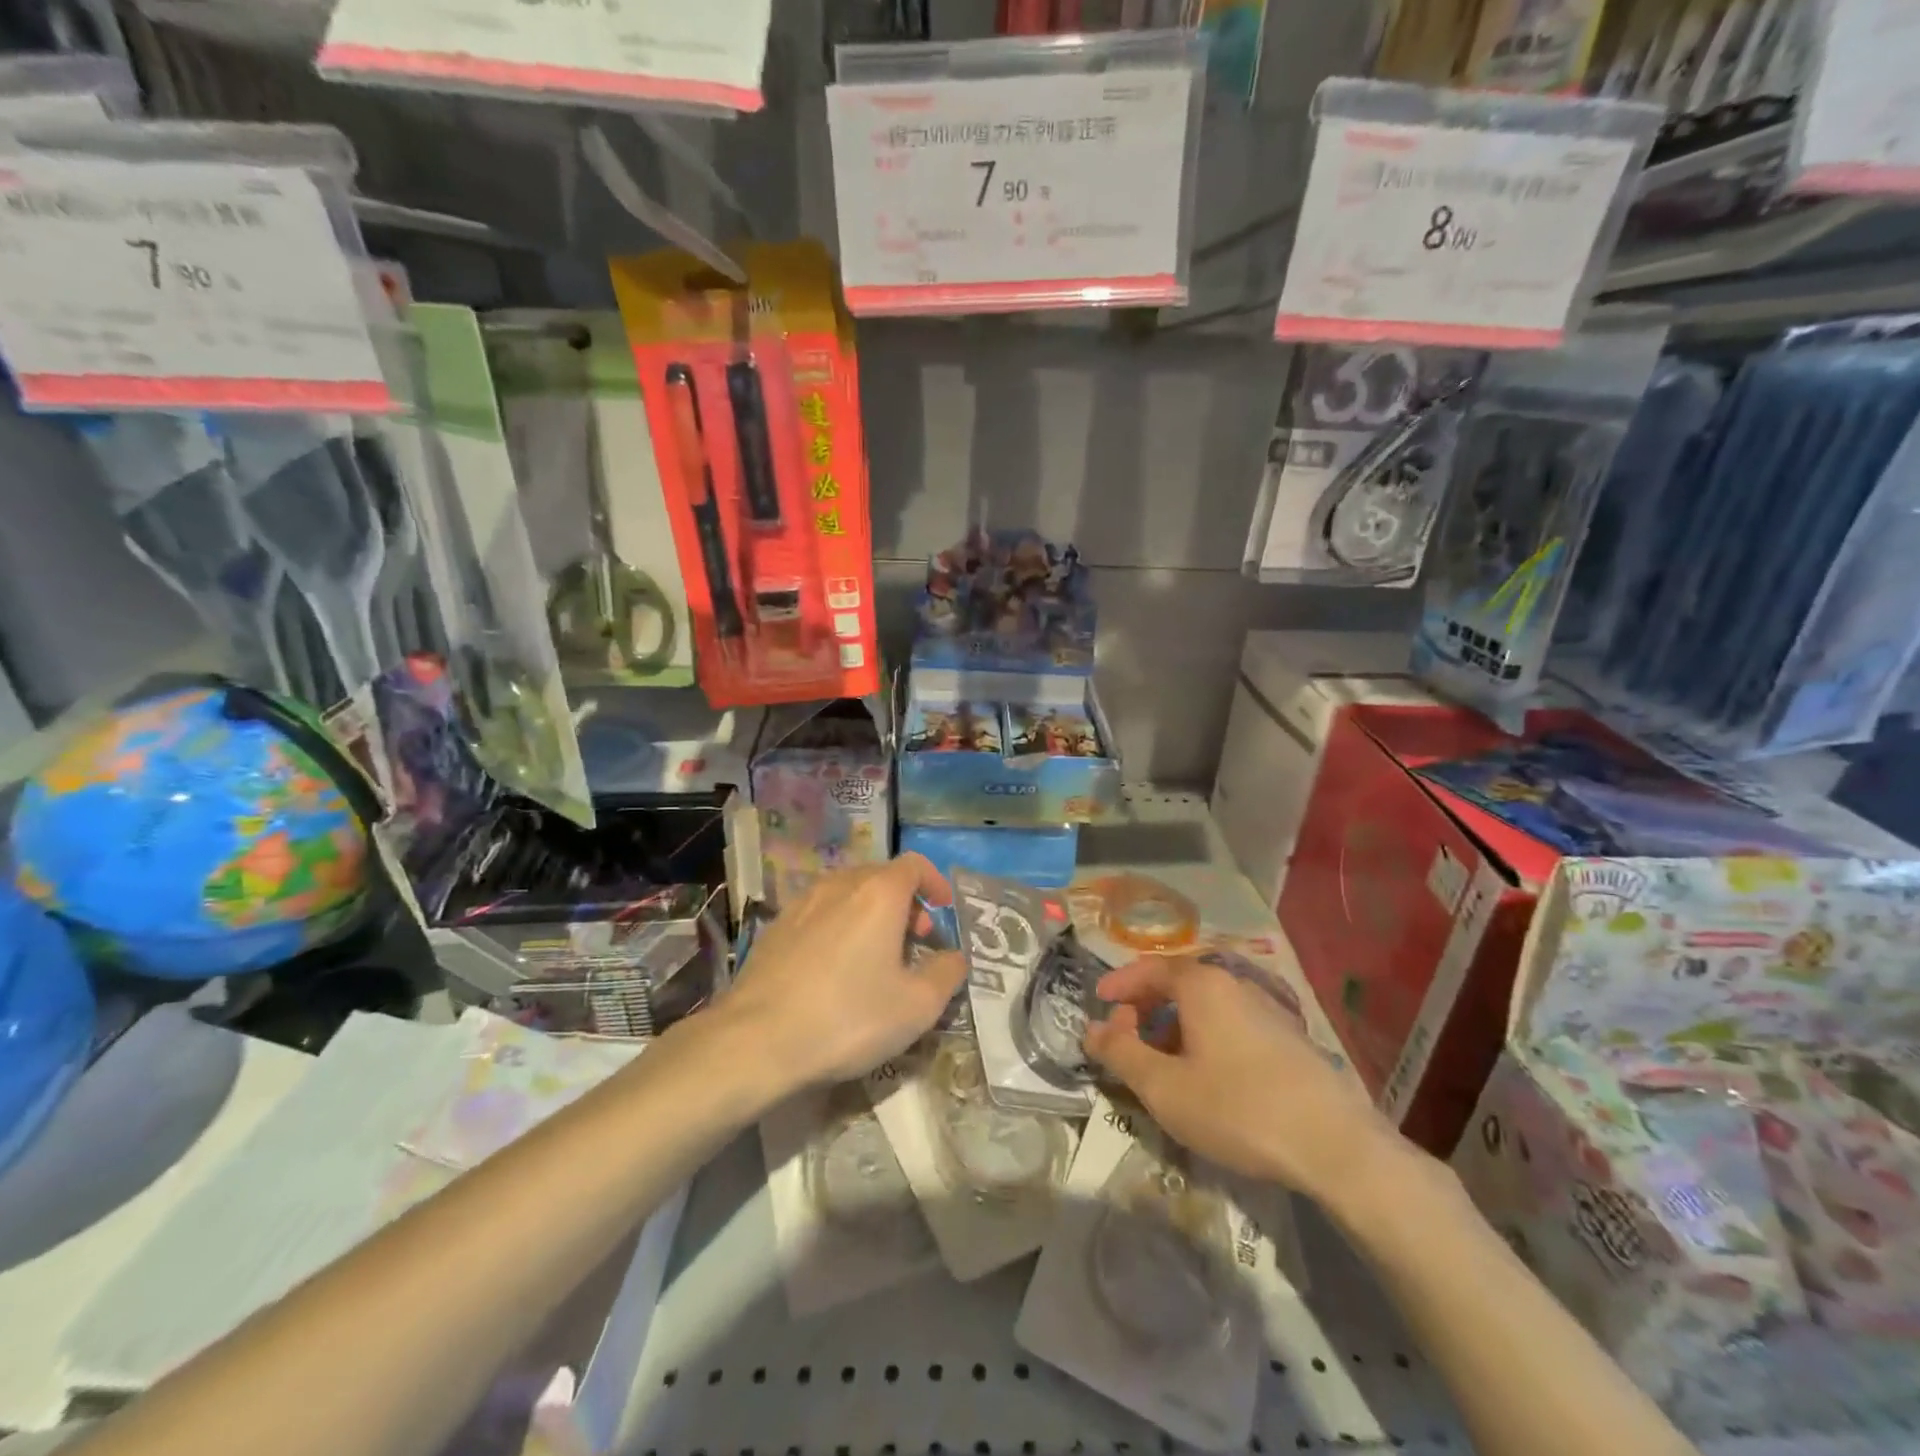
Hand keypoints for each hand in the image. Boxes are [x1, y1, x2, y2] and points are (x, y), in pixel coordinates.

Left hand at [721, 854, 966, 1091]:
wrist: (756, 1040)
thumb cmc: (848, 1017)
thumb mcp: (917, 1006)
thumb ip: (947, 973)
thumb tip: (954, 957)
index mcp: (878, 894)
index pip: (914, 865)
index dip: (935, 882)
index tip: (944, 909)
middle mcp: (839, 885)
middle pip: (881, 877)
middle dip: (906, 902)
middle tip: (916, 940)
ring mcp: (802, 903)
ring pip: (848, 894)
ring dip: (871, 914)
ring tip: (877, 955)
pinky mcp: (775, 928)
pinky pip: (820, 913)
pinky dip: (839, 926)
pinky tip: (835, 967)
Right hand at [1084, 955, 1402, 1200]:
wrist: (1336, 1146)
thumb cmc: (1237, 1108)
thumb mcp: (1163, 1087)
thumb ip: (1120, 1053)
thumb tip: (1091, 1029)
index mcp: (1202, 985)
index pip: (1149, 969)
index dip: (1119, 984)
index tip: (1099, 1003)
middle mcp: (1235, 984)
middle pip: (1178, 984)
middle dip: (1146, 1007)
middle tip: (1126, 1038)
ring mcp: (1268, 1009)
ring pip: (1207, 1007)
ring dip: (1175, 1026)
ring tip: (1163, 1064)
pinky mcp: (1289, 1039)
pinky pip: (1232, 1024)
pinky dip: (1206, 1038)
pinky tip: (1208, 1077)